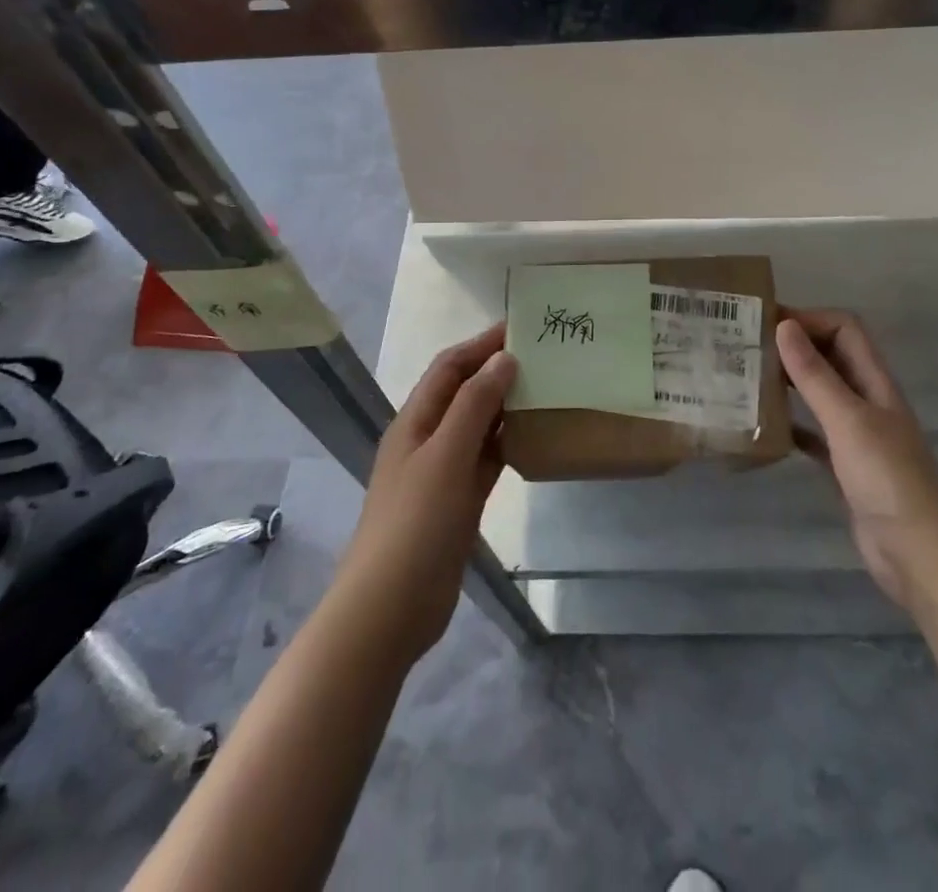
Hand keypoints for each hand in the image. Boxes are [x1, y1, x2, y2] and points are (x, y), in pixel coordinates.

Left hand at [335, 323, 515, 663]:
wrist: (390, 609)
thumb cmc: (416, 523)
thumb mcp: (446, 456)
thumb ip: (475, 405)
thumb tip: (504, 359)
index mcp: (415, 421)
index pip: (449, 367)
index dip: (481, 344)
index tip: (522, 328)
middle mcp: (427, 439)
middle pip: (463, 392)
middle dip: (496, 371)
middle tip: (544, 358)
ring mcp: (441, 473)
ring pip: (477, 426)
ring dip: (505, 407)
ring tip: (547, 390)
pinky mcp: (457, 502)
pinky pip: (486, 461)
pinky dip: (506, 445)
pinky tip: (534, 439)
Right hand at [777, 310, 937, 606]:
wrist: (917, 553)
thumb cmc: (886, 478)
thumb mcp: (847, 420)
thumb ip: (815, 375)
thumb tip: (784, 326)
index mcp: (874, 381)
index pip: (844, 328)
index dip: (809, 319)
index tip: (766, 324)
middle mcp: (867, 400)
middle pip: (831, 356)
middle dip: (794, 346)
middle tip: (748, 347)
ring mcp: (857, 434)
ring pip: (820, 393)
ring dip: (789, 382)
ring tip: (748, 378)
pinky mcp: (845, 465)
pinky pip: (813, 433)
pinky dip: (790, 424)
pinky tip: (763, 426)